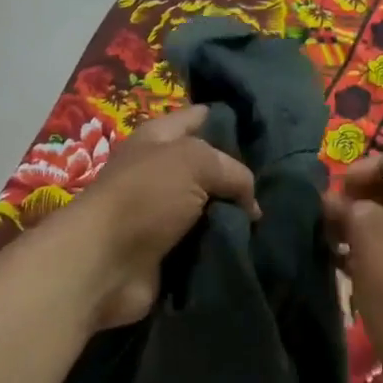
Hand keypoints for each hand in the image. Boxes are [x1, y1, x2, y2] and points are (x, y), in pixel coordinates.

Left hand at [54, 104, 258, 330]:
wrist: (105, 264)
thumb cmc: (145, 197)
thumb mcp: (195, 163)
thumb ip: (233, 171)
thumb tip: (250, 203)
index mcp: (158, 139)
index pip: (198, 118)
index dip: (227, 119)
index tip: (263, 129)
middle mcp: (160, 172)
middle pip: (209, 168)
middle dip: (239, 175)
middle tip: (276, 183)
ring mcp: (162, 213)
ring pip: (211, 207)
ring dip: (235, 215)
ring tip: (270, 218)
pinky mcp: (167, 249)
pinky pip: (205, 241)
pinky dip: (225, 244)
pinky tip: (252, 243)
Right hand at [322, 148, 382, 382]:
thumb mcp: (372, 237)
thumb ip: (350, 209)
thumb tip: (333, 203)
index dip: (370, 166)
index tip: (338, 188)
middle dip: (364, 196)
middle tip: (331, 213)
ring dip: (364, 224)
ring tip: (331, 237)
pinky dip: (372, 251)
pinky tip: (343, 262)